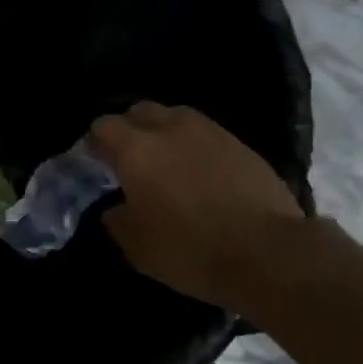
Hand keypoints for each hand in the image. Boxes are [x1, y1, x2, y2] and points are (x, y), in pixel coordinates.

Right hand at [90, 103, 305, 311]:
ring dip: (163, 132)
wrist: (267, 253)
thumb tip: (114, 208)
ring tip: (167, 161)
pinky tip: (200, 172)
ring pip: (175, 116)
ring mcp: (209, 131)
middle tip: (130, 160)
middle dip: (129, 129)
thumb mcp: (138, 248)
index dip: (95, 142)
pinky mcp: (239, 143)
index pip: (103, 126)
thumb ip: (117, 220)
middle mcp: (170, 128)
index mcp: (137, 150)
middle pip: (139, 111)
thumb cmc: (191, 251)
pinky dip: (194, 145)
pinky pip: (205, 133)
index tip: (96, 162)